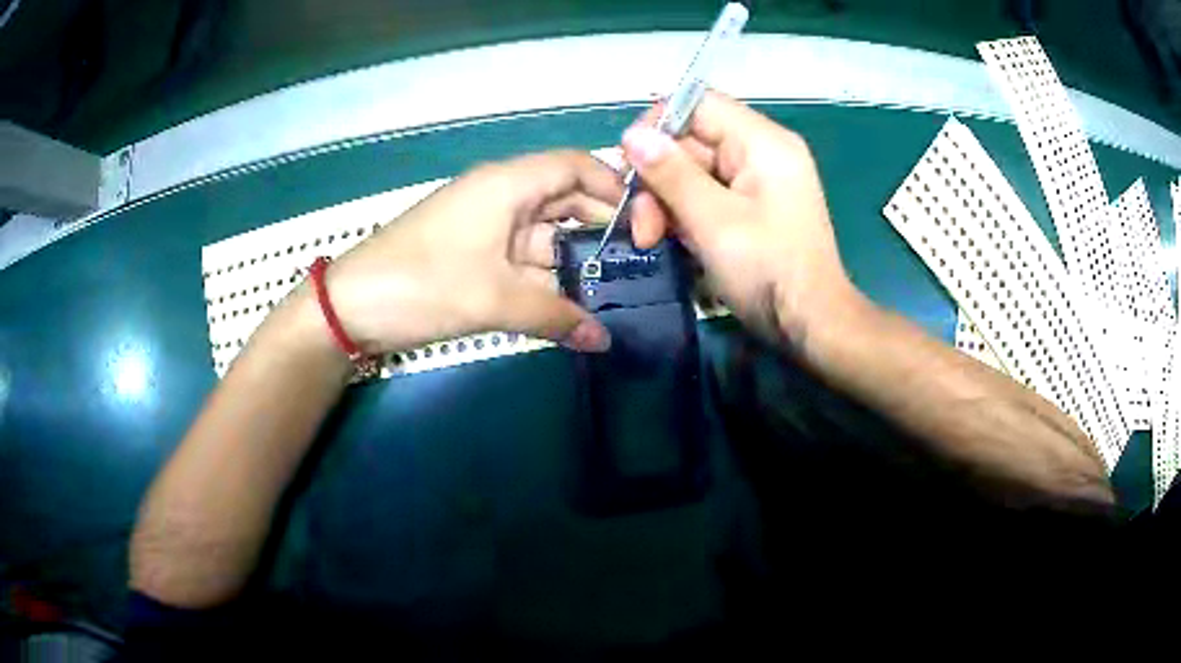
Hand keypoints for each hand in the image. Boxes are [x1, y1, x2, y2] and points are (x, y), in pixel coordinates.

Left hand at [323, 151, 622, 353]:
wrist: (350, 307)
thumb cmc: (422, 285)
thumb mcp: (493, 300)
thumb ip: (555, 317)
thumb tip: (603, 339)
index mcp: (507, 183)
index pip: (576, 166)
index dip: (614, 188)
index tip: (646, 224)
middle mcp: (501, 195)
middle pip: (564, 200)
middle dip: (600, 229)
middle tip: (639, 265)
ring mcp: (485, 225)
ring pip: (544, 234)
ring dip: (573, 260)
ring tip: (615, 290)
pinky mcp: (472, 253)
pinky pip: (520, 258)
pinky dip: (544, 278)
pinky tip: (570, 304)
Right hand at [622, 92, 857, 345]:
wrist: (810, 324)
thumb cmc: (768, 272)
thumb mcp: (713, 222)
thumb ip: (671, 174)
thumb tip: (632, 135)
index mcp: (762, 142)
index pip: (698, 104)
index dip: (658, 126)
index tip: (631, 165)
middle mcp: (762, 150)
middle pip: (691, 141)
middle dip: (658, 180)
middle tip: (642, 227)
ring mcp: (758, 179)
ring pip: (693, 170)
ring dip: (666, 202)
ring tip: (652, 240)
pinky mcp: (753, 204)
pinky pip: (707, 193)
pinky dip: (685, 214)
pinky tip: (674, 241)